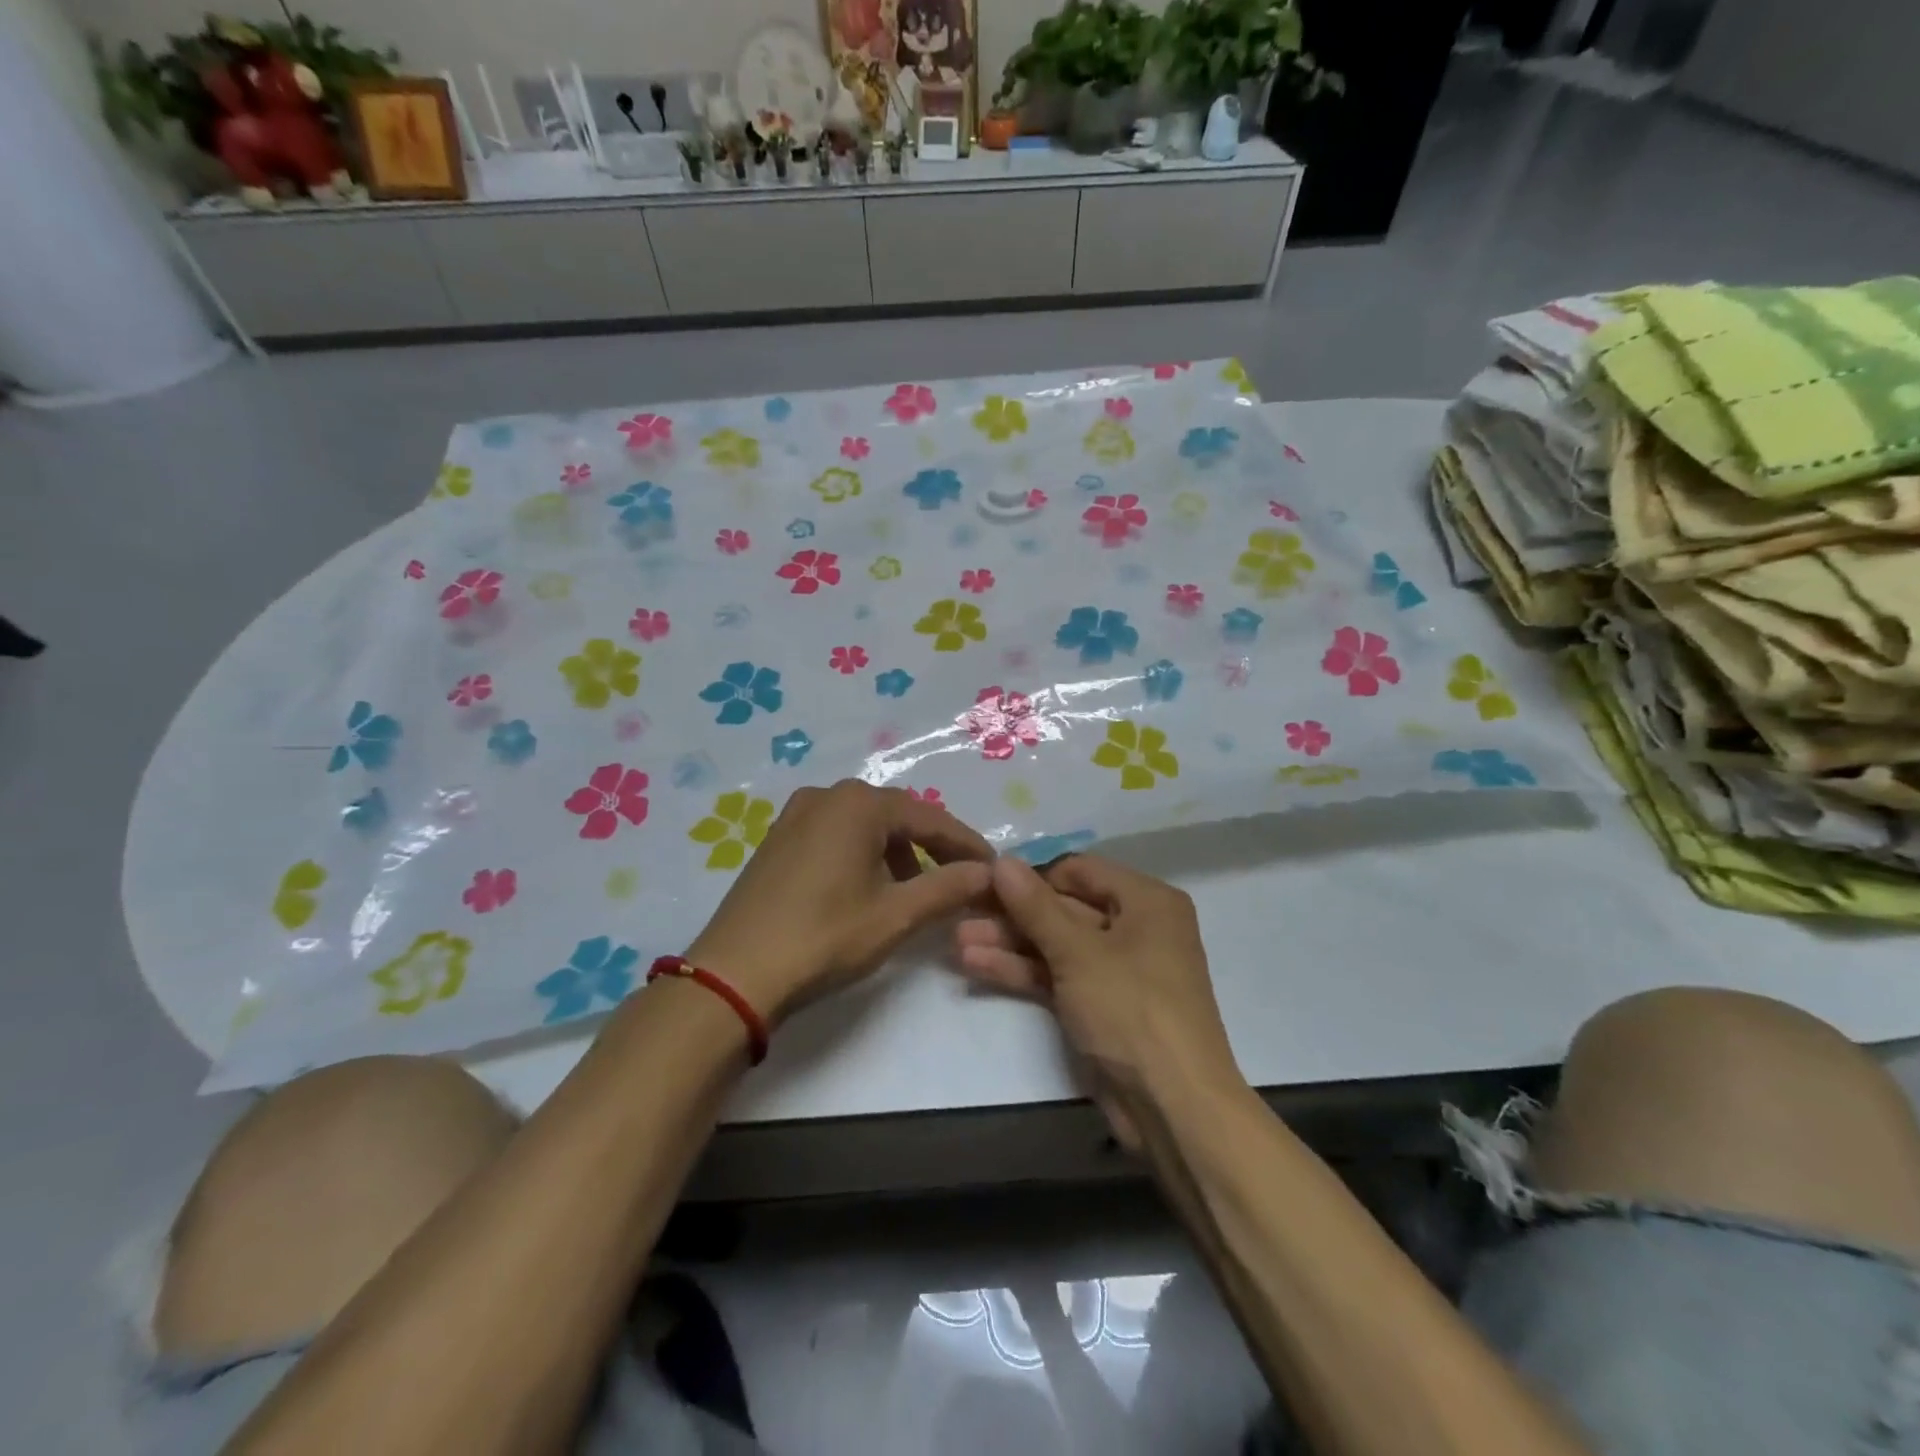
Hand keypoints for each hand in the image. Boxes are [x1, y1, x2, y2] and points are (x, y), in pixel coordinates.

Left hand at [686, 780, 992, 1023]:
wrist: (734, 974)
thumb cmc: (823, 937)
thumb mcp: (895, 916)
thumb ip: (948, 888)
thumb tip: (989, 873)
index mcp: (858, 804)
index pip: (930, 818)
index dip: (966, 845)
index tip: (994, 869)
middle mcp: (827, 795)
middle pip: (897, 816)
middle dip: (932, 847)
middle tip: (961, 879)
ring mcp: (797, 814)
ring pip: (865, 826)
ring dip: (897, 853)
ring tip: (915, 891)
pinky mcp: (778, 838)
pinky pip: (836, 835)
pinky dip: (864, 855)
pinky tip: (869, 889)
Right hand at [954, 855, 1241, 1144]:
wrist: (1173, 1108)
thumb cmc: (1133, 1010)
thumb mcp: (1079, 953)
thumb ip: (1036, 906)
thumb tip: (1001, 860)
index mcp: (1146, 901)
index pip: (1079, 870)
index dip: (1032, 874)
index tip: (985, 879)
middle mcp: (1135, 927)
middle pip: (1064, 908)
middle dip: (1013, 913)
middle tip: (961, 909)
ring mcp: (1116, 969)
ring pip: (1056, 945)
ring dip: (1009, 943)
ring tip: (956, 939)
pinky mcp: (1099, 1005)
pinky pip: (1057, 976)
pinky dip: (1022, 971)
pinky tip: (975, 965)